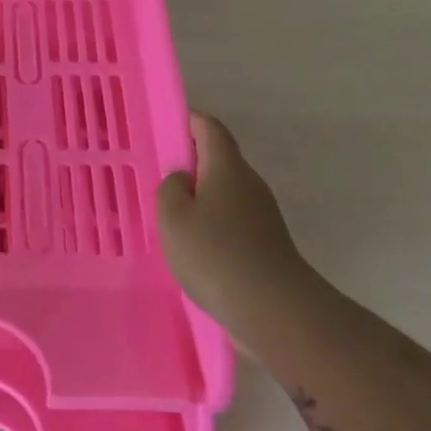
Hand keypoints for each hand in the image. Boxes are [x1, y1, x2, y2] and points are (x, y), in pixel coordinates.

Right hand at [156, 112, 313, 338]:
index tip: (165, 127)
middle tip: (157, 178)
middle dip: (189, 164)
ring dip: (199, 197)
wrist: (273, 309)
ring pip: (224, 193)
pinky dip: (210, 223)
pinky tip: (192, 247)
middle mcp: (249, 184)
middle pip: (219, 160)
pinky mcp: (265, 243)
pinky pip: (231, 220)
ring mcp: (262, 214)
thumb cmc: (215, 254)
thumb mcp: (172, 216)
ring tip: (168, 217)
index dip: (189, 121)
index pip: (210, 129)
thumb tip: (182, 180)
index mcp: (227, 168)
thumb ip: (169, 188)